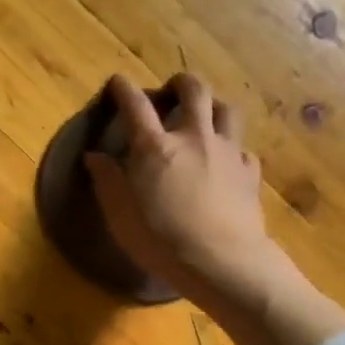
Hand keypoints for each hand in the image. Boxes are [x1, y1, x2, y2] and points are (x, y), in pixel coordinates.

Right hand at [84, 72, 276, 306]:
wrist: (222, 262)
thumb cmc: (161, 241)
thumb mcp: (121, 216)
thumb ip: (107, 181)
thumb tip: (94, 156)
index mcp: (155, 147)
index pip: (135, 105)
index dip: (124, 89)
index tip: (117, 82)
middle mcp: (193, 138)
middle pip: (194, 91)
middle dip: (181, 83)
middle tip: (172, 89)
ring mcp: (227, 152)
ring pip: (227, 110)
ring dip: (214, 105)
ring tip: (205, 115)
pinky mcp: (249, 172)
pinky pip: (243, 148)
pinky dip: (232, 147)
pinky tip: (226, 161)